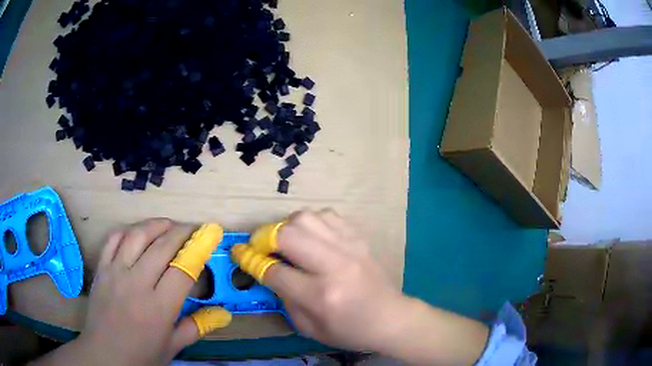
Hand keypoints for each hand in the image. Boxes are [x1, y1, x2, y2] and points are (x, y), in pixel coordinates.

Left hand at [32, 219, 230, 365]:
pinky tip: (136, 232)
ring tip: (168, 224)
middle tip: (192, 228)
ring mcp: (115, 273)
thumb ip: (197, 327)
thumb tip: (223, 314)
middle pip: (162, 247)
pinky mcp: (101, 269)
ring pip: (137, 236)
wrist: (105, 354)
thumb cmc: (142, 355)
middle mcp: (137, 284)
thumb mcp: (173, 346)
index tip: (209, 236)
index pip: (183, 270)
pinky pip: (113, 240)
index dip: (198, 250)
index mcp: (159, 308)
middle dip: (181, 232)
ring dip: (156, 225)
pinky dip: (127, 231)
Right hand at [232, 210, 488, 364]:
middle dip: (264, 238)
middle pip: (288, 234)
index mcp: (321, 295)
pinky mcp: (359, 238)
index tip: (239, 253)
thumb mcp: (309, 328)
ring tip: (286, 241)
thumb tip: (267, 272)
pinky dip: (311, 223)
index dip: (251, 261)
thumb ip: (284, 299)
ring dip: (287, 227)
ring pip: (306, 217)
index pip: (274, 271)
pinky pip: (327, 215)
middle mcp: (334, 265)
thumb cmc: (350, 331)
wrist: (391, 317)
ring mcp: (350, 247)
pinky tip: (312, 237)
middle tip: (261, 246)